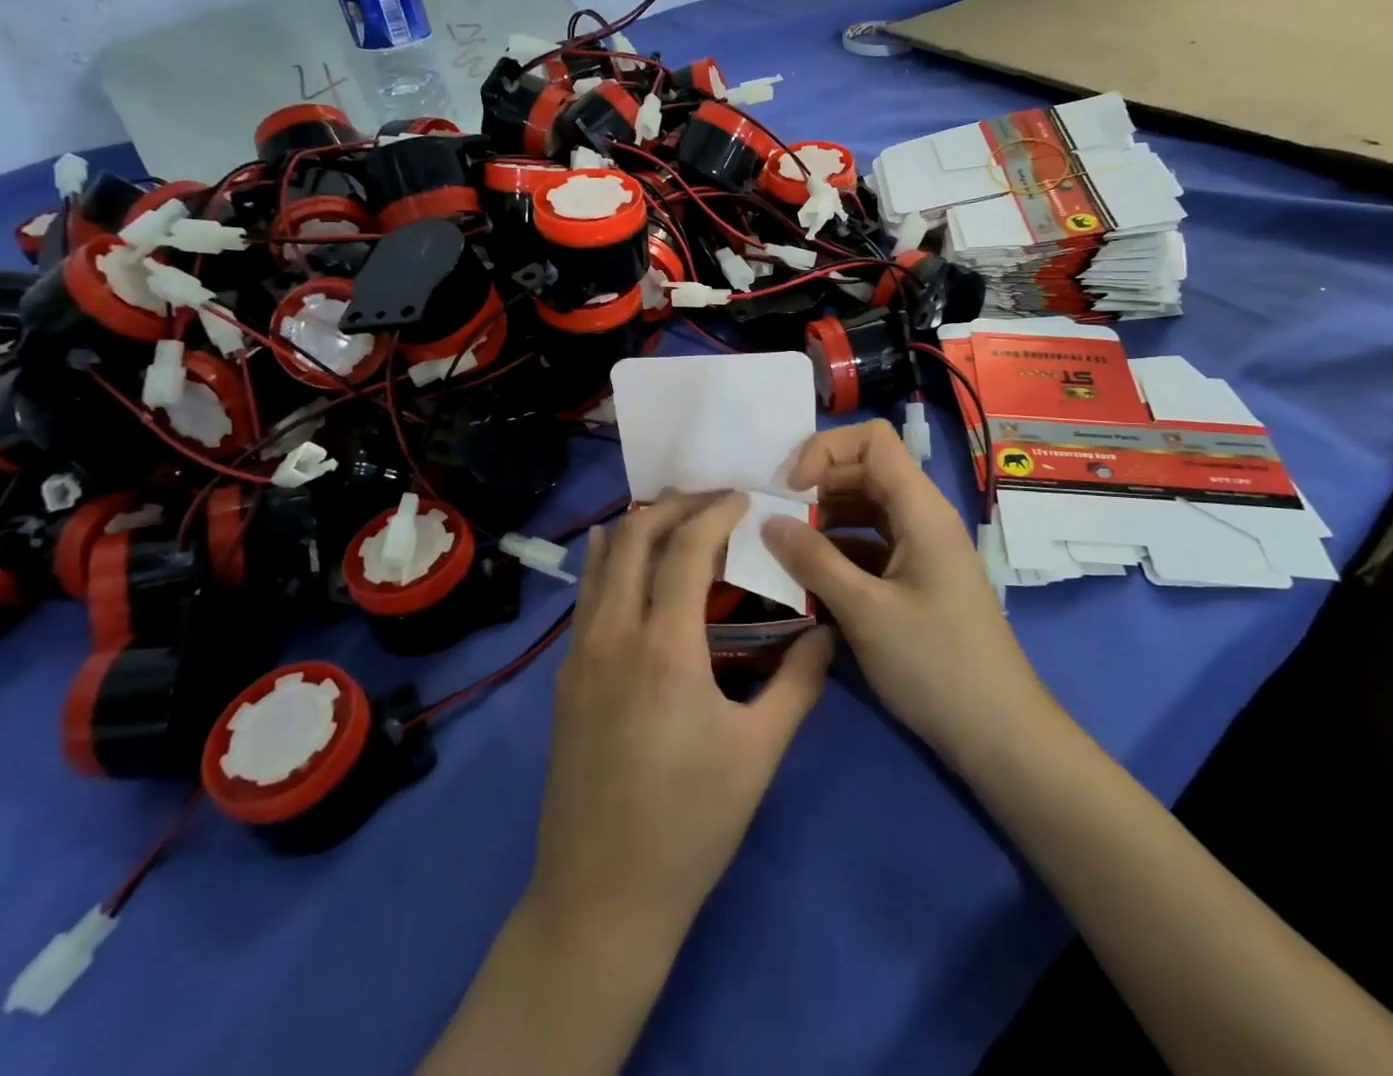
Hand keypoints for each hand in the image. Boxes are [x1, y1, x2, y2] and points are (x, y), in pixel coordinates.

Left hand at [525, 491, 835, 957]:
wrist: (601, 895)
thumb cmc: (690, 825)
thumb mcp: (759, 754)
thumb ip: (799, 683)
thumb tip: (828, 631)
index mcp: (664, 648)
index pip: (685, 547)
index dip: (715, 511)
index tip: (744, 497)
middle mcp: (613, 634)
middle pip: (633, 536)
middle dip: (674, 504)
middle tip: (713, 499)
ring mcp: (579, 653)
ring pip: (601, 559)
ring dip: (638, 526)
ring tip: (676, 518)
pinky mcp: (564, 676)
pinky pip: (586, 594)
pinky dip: (610, 561)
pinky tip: (627, 563)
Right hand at [762, 421, 1054, 767]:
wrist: (999, 733)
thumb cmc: (935, 664)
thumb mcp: (865, 611)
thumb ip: (813, 560)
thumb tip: (768, 521)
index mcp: (920, 510)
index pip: (873, 440)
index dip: (825, 450)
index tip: (790, 490)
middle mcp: (922, 518)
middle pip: (864, 472)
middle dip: (816, 487)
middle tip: (774, 520)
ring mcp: (920, 549)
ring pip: (864, 510)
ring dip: (823, 521)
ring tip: (784, 550)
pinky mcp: (915, 579)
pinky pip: (870, 546)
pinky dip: (837, 552)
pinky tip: (808, 579)